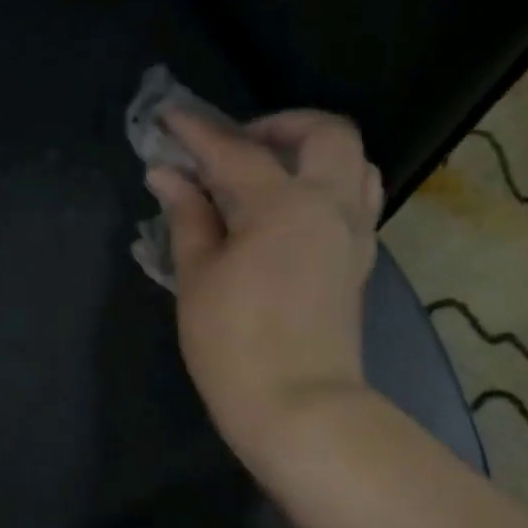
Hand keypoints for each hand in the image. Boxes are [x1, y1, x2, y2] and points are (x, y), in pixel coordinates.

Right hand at [146, 108, 382, 476]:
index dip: (197, 133)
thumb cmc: (233, 345)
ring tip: (270, 175)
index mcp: (283, 205)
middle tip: (236, 147)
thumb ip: (188, 218)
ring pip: (354, 164)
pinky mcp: (359, 264)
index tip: (168, 119)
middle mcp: (330, 206)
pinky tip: (290, 214)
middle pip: (325, 134)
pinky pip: (356, 201)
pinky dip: (327, 187)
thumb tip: (168, 177)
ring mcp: (354, 235)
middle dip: (279, 125)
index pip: (235, 152)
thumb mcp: (197, 278)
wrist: (298, 408)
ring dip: (313, 153)